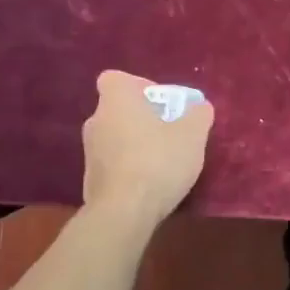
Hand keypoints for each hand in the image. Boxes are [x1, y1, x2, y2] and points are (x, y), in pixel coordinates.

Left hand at [81, 70, 213, 224]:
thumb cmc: (159, 161)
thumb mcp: (193, 135)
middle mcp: (96, 120)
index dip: (139, 86)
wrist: (124, 211)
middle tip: (170, 132)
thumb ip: (198, 115)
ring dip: (136, 143)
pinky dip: (129, 167)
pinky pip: (113, 163)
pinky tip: (150, 183)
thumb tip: (199, 107)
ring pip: (116, 137)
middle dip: (143, 118)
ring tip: (163, 161)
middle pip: (119, 109)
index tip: (161, 103)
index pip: (116, 78)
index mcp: (117, 101)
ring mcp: (89, 152)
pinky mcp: (90, 179)